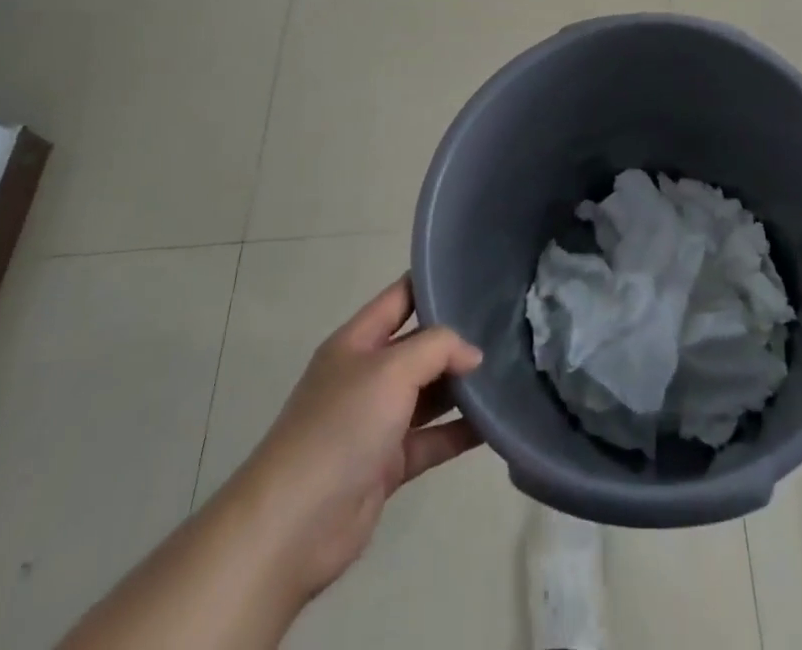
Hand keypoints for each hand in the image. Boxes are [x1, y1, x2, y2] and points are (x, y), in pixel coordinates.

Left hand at [242, 275, 483, 609]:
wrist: (292, 527)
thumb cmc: (340, 427)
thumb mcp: (391, 370)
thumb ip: (438, 348)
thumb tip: (473, 354)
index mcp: (357, 342)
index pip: (400, 298)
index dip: (434, 284)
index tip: (477, 274)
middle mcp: (367, 375)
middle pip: (420, 346)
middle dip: (457, 339)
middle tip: (508, 326)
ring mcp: (377, 421)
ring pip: (429, 394)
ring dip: (463, 387)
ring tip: (510, 371)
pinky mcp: (387, 464)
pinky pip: (432, 439)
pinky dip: (460, 432)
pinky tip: (496, 425)